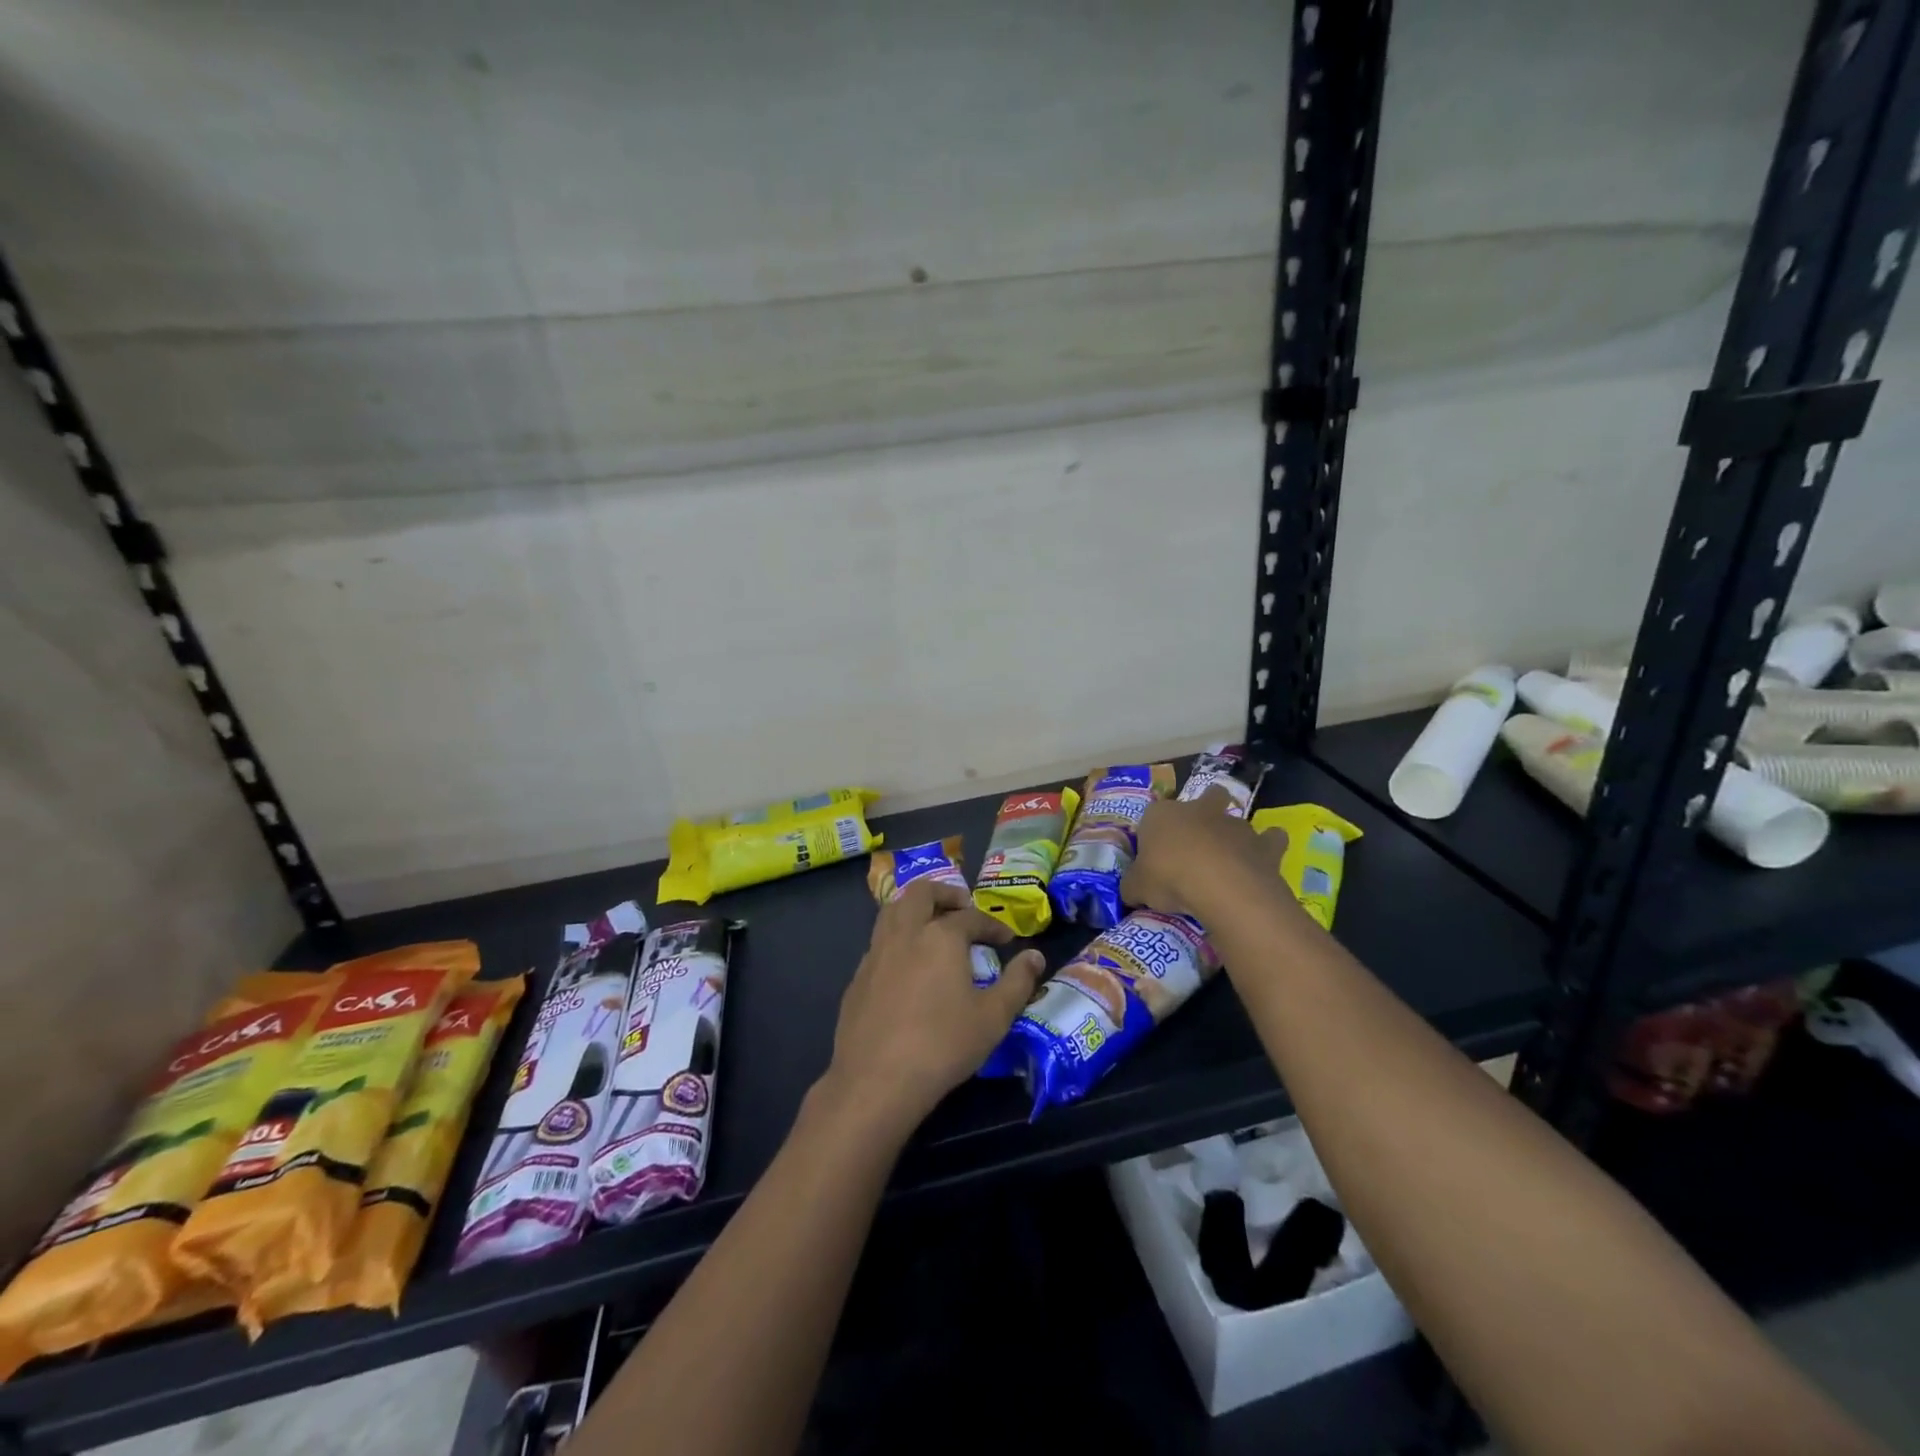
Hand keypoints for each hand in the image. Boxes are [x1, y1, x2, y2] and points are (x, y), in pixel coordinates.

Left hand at [823, 880, 1045, 1132]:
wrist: (876, 1080)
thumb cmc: (943, 1045)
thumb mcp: (994, 1017)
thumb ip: (1017, 982)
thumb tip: (1034, 956)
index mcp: (940, 936)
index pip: (971, 917)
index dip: (992, 925)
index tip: (1005, 940)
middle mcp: (905, 933)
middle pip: (921, 893)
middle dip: (945, 893)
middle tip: (962, 907)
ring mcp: (876, 953)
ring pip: (892, 911)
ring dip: (915, 908)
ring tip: (932, 926)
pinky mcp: (857, 977)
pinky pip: (879, 942)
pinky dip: (897, 939)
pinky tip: (907, 966)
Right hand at [1122, 786, 1288, 921]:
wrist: (1220, 886)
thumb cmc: (1169, 877)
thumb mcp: (1136, 887)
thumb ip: (1134, 885)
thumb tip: (1132, 891)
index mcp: (1161, 814)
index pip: (1152, 816)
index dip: (1153, 834)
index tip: (1153, 857)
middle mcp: (1199, 810)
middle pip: (1206, 796)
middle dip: (1205, 810)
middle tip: (1197, 841)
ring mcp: (1234, 824)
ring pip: (1236, 819)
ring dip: (1232, 836)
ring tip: (1227, 863)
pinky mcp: (1263, 844)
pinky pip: (1270, 840)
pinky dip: (1268, 847)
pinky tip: (1260, 863)